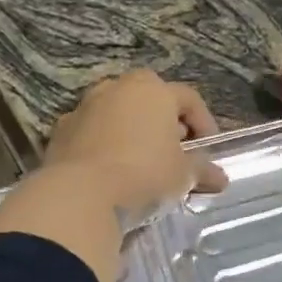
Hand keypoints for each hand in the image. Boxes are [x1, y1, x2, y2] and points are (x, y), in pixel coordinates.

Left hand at [43, 71, 228, 210]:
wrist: (79, 194)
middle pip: (150, 99)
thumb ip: (202, 171)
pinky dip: (103, 145)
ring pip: (117, 113)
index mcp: (153, 90)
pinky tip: (110, 171)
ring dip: (132, 131)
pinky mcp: (61, 130)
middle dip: (165, 123)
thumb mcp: (182, 175)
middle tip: (175, 151)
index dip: (204, 124)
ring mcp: (85, 106)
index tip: (209, 151)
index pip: (189, 99)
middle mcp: (118, 88)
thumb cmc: (143, 174)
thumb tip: (220, 178)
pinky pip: (91, 132)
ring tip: (142, 162)